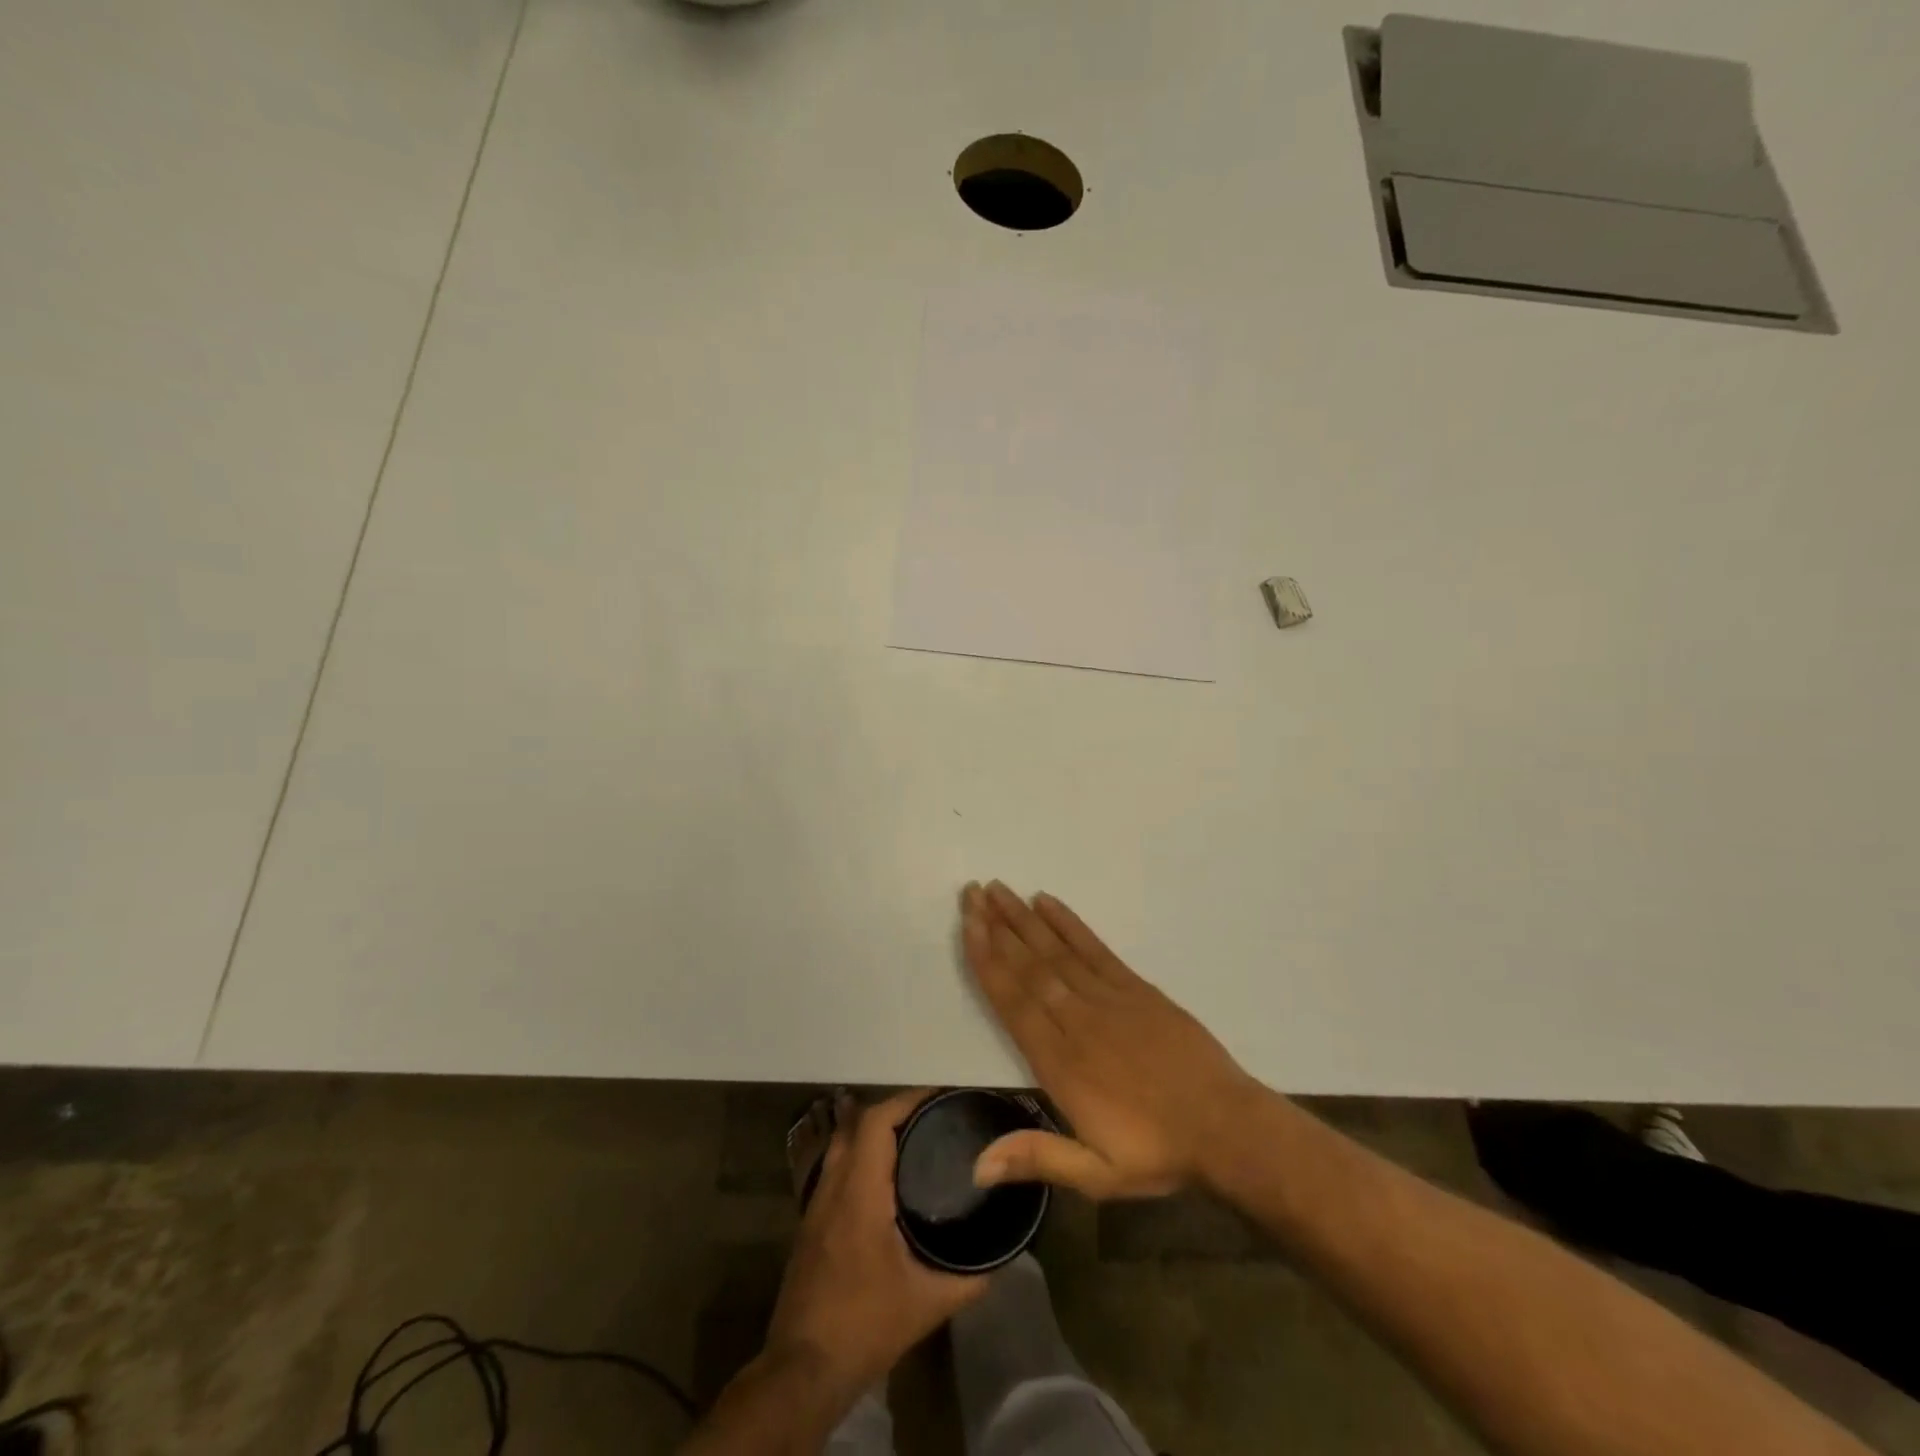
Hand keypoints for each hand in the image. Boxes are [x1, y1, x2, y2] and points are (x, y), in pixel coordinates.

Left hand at [764, 1090, 984, 1397]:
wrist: (803, 1369)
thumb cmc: (865, 1326)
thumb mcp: (927, 1304)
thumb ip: (969, 1278)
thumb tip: (1002, 1257)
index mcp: (859, 1192)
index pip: (876, 1122)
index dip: (906, 1100)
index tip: (939, 1097)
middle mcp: (833, 1185)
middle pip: (858, 1123)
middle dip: (894, 1110)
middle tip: (932, 1116)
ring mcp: (816, 1202)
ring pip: (843, 1142)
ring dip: (874, 1130)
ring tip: (914, 1137)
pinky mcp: (811, 1221)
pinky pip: (837, 1166)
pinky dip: (861, 1154)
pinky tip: (885, 1175)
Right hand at [961, 880, 1263, 1199]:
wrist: (1226, 1127)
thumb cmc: (1157, 1152)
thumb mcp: (1096, 1175)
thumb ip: (1036, 1158)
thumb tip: (975, 1167)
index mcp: (1061, 1063)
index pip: (1013, 1001)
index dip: (987, 960)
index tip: (968, 927)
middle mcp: (1078, 1020)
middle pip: (1029, 966)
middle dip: (997, 927)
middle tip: (972, 893)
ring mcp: (1109, 998)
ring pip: (1056, 951)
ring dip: (1023, 919)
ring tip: (998, 890)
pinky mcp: (1136, 988)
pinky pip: (1095, 948)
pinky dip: (1069, 924)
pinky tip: (1048, 903)